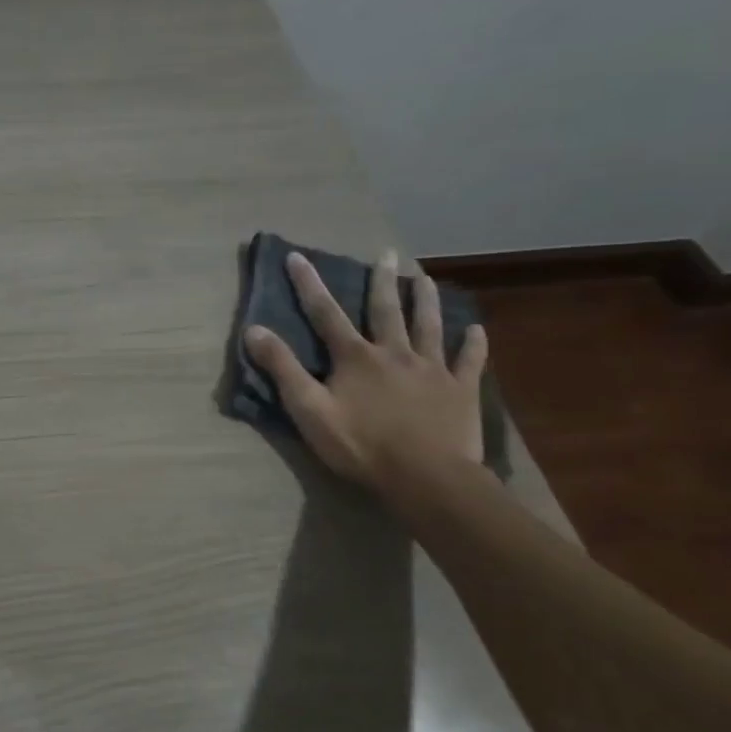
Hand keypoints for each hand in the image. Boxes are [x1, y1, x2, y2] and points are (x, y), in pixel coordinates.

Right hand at [244, 250, 487, 489]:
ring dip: (426, 300)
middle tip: (387, 254)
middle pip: (386, 310)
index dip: (309, 284)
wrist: (426, 477)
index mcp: (355, 358)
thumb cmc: (361, 445)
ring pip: (429, 326)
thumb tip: (254, 330)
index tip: (297, 256)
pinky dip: (473, 344)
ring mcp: (432, 369)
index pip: (326, 313)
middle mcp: (394, 353)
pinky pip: (469, 361)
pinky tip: (476, 330)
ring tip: (426, 279)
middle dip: (381, 280)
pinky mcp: (461, 390)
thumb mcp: (308, 410)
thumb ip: (282, 368)